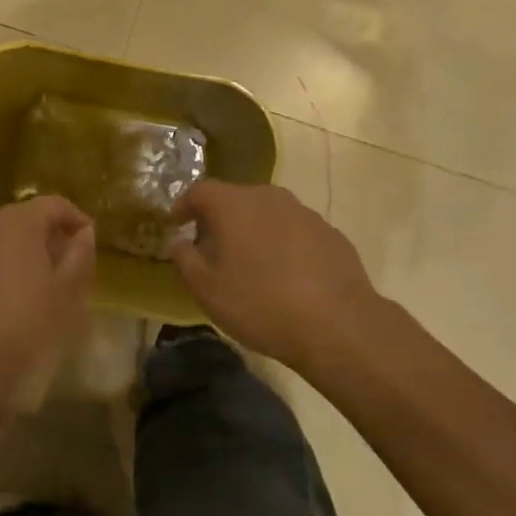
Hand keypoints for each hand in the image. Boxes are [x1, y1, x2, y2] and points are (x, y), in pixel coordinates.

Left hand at [0, 197, 95, 398]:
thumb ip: (79, 256)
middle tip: (60, 267)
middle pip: (20, 220)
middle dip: (42, 237)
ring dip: (11, 255)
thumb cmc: (24, 328)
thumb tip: (83, 233)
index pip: (54, 204)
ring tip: (27, 287)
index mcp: (17, 222)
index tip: (88, 241)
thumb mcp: (66, 295)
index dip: (75, 219)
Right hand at [170, 180, 387, 370]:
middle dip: (219, 219)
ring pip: (268, 213)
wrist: (338, 324)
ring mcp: (304, 212)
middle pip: (235, 199)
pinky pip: (294, 231)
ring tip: (250, 264)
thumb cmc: (260, 304)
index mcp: (233, 205)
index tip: (177, 224)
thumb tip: (178, 242)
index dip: (184, 205)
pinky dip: (282, 244)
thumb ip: (185, 260)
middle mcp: (268, 197)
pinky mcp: (330, 233)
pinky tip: (285, 275)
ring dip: (253, 231)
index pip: (200, 190)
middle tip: (211, 248)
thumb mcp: (207, 290)